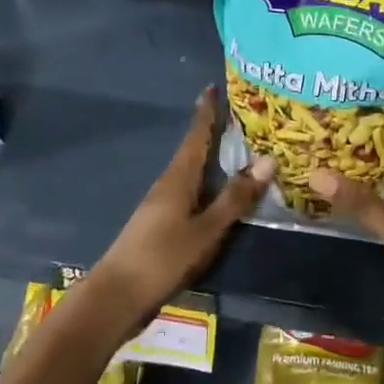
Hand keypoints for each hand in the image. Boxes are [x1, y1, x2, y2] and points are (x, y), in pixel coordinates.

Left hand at [82, 87, 272, 333]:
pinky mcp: (159, 224)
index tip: (212, 87)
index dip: (206, 112)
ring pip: (191, 173)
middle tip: (239, 118)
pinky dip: (206, 184)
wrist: (116, 296)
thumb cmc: (163, 257)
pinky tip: (216, 193)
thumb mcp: (206, 229)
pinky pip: (188, 192)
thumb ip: (235, 198)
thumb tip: (268, 160)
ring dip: (210, 160)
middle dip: (212, 133)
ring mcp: (160, 205)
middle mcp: (167, 184)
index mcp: (178, 178)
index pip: (196, 136)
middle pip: (193, 151)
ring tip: (235, 152)